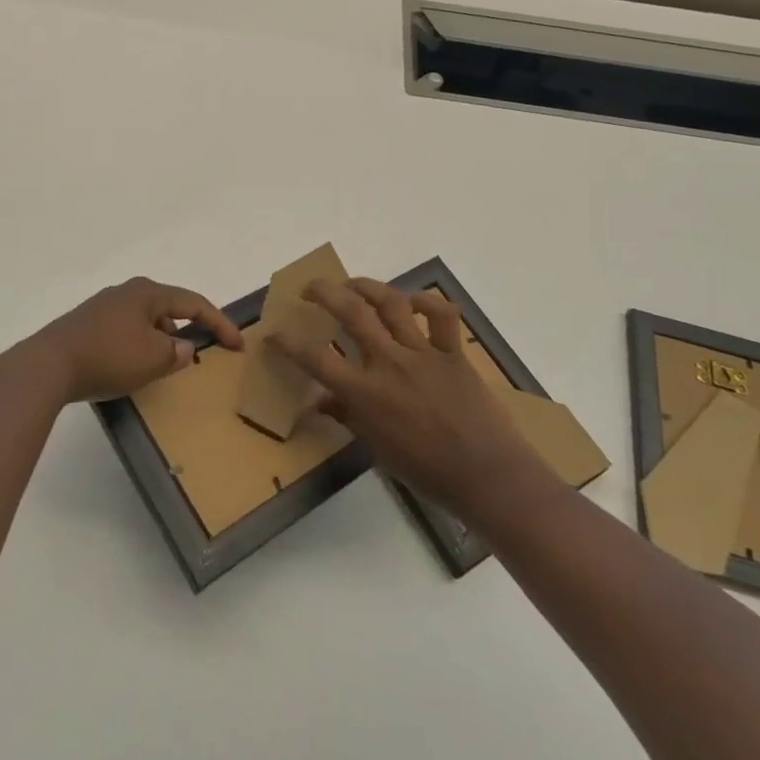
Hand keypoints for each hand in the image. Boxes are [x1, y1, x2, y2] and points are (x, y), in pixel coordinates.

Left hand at [24, 277, 242, 404]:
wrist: (48, 365)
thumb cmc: (109, 356)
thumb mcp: (153, 359)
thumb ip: (176, 352)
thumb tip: (183, 348)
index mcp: (148, 292)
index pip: (194, 303)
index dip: (220, 323)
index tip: (237, 345)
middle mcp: (127, 292)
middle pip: (168, 308)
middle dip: (186, 329)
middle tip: (198, 353)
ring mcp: (103, 306)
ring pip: (144, 320)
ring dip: (160, 340)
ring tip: (162, 366)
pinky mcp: (86, 324)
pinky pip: (124, 331)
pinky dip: (137, 345)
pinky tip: (130, 366)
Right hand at [272, 278, 528, 517]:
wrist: (486, 475)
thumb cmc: (426, 470)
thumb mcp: (377, 448)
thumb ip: (347, 417)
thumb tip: (319, 401)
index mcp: (366, 393)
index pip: (316, 359)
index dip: (289, 343)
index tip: (273, 333)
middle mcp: (389, 363)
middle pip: (350, 312)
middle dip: (324, 292)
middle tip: (311, 288)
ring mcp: (422, 353)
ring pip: (390, 303)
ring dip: (367, 286)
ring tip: (352, 284)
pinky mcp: (452, 352)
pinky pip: (441, 314)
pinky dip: (426, 301)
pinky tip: (412, 301)